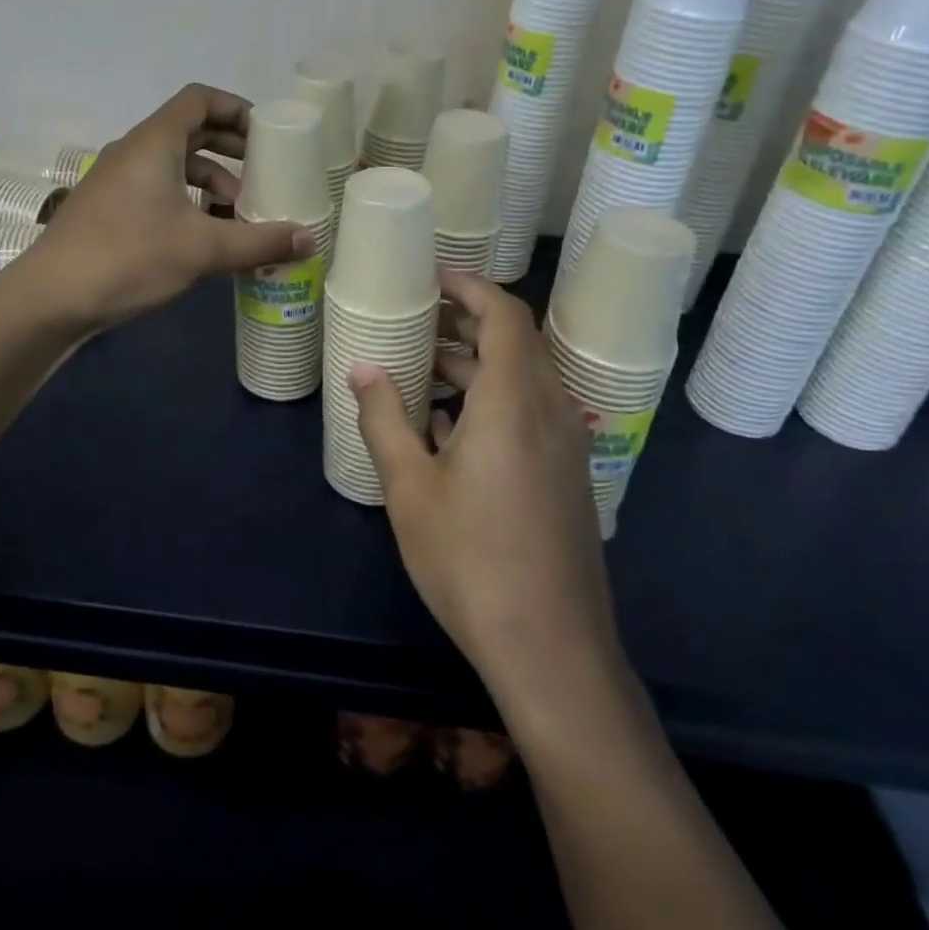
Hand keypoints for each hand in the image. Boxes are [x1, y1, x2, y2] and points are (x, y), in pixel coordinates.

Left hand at [19, 84, 315, 330]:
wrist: (50, 298)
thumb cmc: (129, 257)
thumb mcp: (202, 249)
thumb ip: (259, 242)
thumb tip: (310, 239)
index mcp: (154, 142)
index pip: (199, 100)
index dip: (236, 109)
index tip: (266, 136)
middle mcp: (133, 152)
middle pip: (189, 131)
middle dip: (230, 150)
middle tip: (263, 174)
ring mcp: (116, 181)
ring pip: (173, 166)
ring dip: (210, 183)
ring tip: (238, 215)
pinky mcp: (108, 210)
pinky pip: (157, 190)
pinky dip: (187, 203)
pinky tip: (204, 238)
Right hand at [350, 270, 622, 692]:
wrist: (550, 651)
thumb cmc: (471, 561)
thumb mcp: (410, 488)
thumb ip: (384, 419)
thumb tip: (362, 368)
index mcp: (515, 402)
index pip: (505, 315)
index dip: (470, 287)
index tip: (432, 278)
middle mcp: (551, 412)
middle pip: (516, 343)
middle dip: (466, 324)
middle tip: (417, 321)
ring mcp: (565, 447)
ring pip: (523, 380)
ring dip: (476, 365)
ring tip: (422, 368)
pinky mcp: (566, 477)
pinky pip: (531, 413)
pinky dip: (492, 400)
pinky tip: (448, 427)